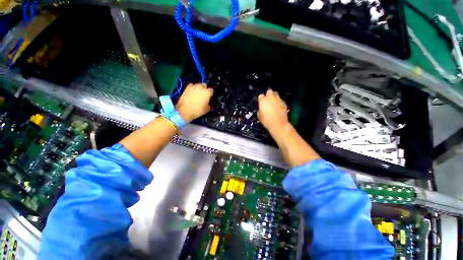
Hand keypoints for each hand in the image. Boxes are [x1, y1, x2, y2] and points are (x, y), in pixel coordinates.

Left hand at [176, 83, 213, 121]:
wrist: (185, 110)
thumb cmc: (198, 110)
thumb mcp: (206, 110)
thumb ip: (209, 104)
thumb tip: (208, 103)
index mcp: (207, 92)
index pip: (211, 90)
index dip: (211, 93)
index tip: (210, 97)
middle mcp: (201, 87)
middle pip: (204, 85)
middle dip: (205, 89)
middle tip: (203, 94)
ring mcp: (193, 86)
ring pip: (198, 85)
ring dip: (199, 88)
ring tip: (197, 93)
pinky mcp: (187, 87)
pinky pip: (191, 86)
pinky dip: (192, 88)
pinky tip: (192, 92)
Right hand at [258, 89, 289, 132]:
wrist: (278, 124)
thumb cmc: (267, 121)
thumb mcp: (259, 116)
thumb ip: (260, 110)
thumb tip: (261, 108)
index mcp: (263, 100)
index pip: (260, 96)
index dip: (261, 99)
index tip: (261, 103)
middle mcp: (271, 97)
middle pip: (269, 91)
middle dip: (268, 94)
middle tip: (267, 100)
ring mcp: (278, 99)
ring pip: (276, 94)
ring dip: (274, 97)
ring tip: (273, 102)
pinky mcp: (284, 102)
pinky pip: (280, 99)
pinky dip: (279, 102)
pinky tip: (278, 107)